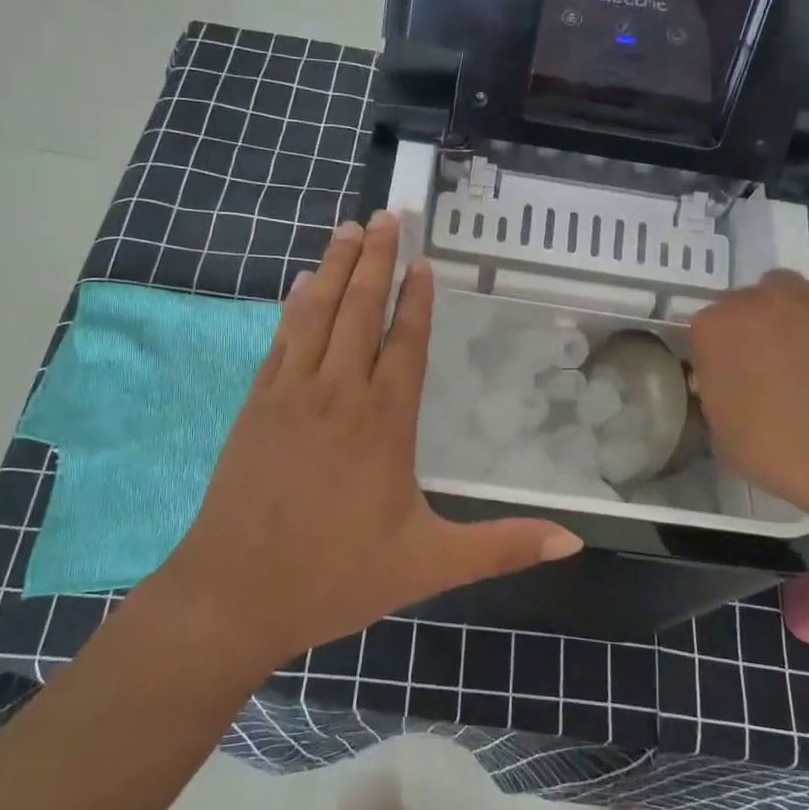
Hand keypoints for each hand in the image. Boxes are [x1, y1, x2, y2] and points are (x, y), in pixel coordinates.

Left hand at [152, 213, 581, 669]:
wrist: (234, 594)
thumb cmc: (336, 577)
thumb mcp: (429, 564)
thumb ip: (502, 547)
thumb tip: (574, 541)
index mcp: (383, 423)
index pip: (404, 343)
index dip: (414, 299)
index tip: (422, 261)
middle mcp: (338, 394)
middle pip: (359, 311)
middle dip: (376, 260)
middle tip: (387, 215)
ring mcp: (290, 395)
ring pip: (317, 314)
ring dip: (336, 268)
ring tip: (349, 228)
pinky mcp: (255, 406)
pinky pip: (281, 340)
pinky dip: (295, 306)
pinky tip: (302, 284)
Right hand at [688, 263, 808, 524]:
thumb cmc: (782, 453)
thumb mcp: (720, 434)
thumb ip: (714, 395)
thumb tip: (725, 384)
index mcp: (713, 331)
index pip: (703, 331)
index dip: (716, 357)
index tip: (729, 381)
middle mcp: (753, 300)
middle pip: (740, 304)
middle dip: (748, 330)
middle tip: (766, 369)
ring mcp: (805, 294)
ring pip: (781, 286)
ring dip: (782, 309)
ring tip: (802, 346)